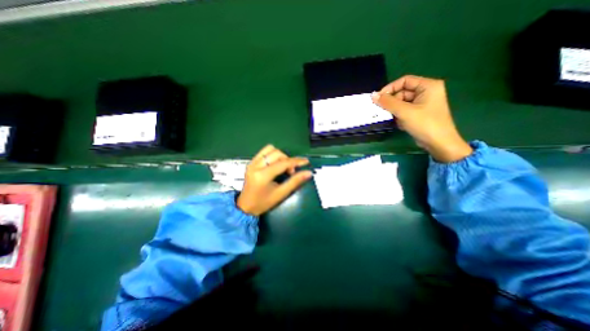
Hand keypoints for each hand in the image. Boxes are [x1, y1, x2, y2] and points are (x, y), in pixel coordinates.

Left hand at [237, 143, 312, 215]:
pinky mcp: (251, 162)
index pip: (283, 163)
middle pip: (277, 153)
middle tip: (290, 172)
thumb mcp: (281, 194)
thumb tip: (308, 172)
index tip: (306, 161)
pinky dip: (273, 155)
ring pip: (270, 149)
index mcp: (263, 175)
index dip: (296, 161)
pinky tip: (275, 164)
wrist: (245, 207)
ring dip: (280, 156)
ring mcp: (252, 163)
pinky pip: (264, 152)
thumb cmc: (263, 203)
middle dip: (287, 160)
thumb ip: (295, 181)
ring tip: (283, 167)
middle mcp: (256, 165)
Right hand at [373, 75, 473, 162]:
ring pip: (402, 102)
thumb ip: (388, 103)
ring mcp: (423, 103)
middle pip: (403, 92)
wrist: (439, 143)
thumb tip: (373, 95)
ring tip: (392, 118)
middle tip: (382, 111)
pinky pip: (405, 110)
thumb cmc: (424, 124)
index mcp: (428, 86)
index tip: (378, 98)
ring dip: (395, 110)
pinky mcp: (420, 113)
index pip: (405, 81)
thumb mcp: (404, 112)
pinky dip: (399, 115)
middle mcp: (426, 92)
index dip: (390, 88)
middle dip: (392, 102)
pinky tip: (399, 123)